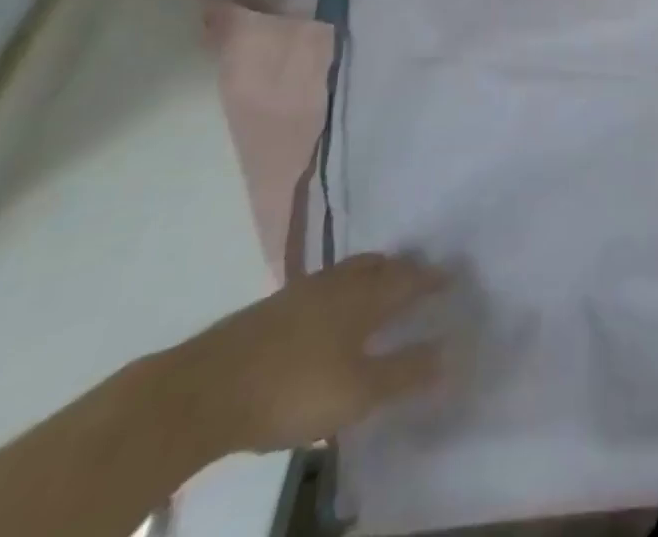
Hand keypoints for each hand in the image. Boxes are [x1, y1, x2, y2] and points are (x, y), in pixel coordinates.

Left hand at [165, 253, 463, 456]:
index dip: (433, 278)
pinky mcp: (275, 306)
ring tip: (381, 287)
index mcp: (366, 295)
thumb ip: (405, 373)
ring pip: (351, 271)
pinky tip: (333, 311)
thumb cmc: (292, 388)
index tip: (453, 277)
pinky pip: (326, 285)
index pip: (411, 278)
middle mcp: (340, 281)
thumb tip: (452, 351)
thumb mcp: (358, 392)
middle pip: (381, 265)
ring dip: (373, 274)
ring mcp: (304, 290)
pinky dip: (343, 289)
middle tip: (421, 277)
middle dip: (404, 269)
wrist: (205, 389)